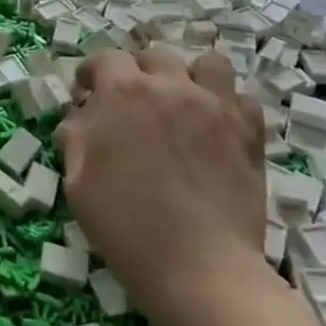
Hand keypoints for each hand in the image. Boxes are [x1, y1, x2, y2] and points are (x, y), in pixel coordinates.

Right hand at [58, 47, 267, 321]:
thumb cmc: (126, 227)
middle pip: (154, 57)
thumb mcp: (78, 182)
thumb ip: (76, 137)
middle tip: (134, 105)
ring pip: (207, 64)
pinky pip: (243, 100)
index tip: (88, 93)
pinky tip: (218, 131)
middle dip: (138, 72)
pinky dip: (230, 108)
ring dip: (191, 78)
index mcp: (123, 92)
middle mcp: (170, 86)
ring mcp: (215, 106)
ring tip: (184, 105)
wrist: (199, 268)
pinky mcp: (248, 133)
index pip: (105, 58)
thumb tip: (81, 117)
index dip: (93, 73)